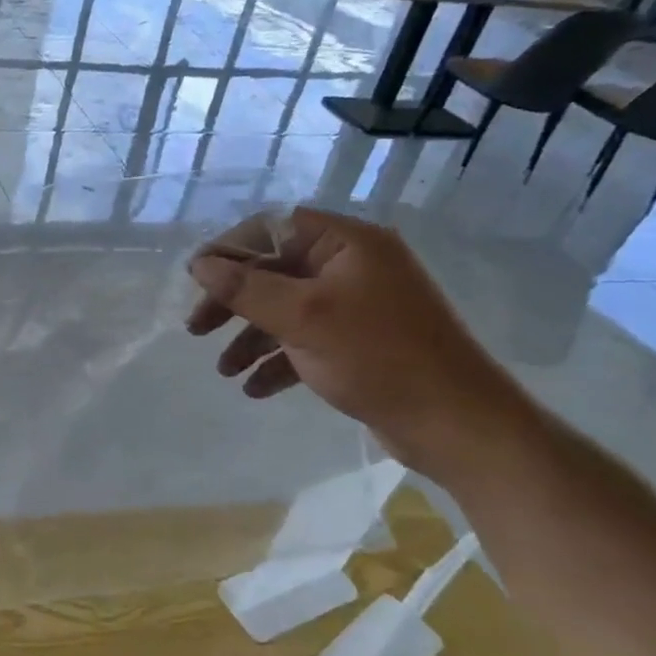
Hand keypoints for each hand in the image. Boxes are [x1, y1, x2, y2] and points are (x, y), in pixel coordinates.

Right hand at [186, 207, 528, 467]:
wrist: (459, 427)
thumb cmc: (378, 357)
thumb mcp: (302, 318)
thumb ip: (245, 287)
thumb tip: (200, 263)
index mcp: (347, 243)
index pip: (272, 228)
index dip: (229, 250)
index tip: (196, 280)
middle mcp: (352, 266)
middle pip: (274, 270)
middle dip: (233, 301)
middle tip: (196, 328)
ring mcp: (357, 305)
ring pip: (286, 309)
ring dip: (251, 338)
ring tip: (224, 371)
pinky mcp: (359, 342)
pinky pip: (306, 340)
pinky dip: (278, 361)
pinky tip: (255, 388)